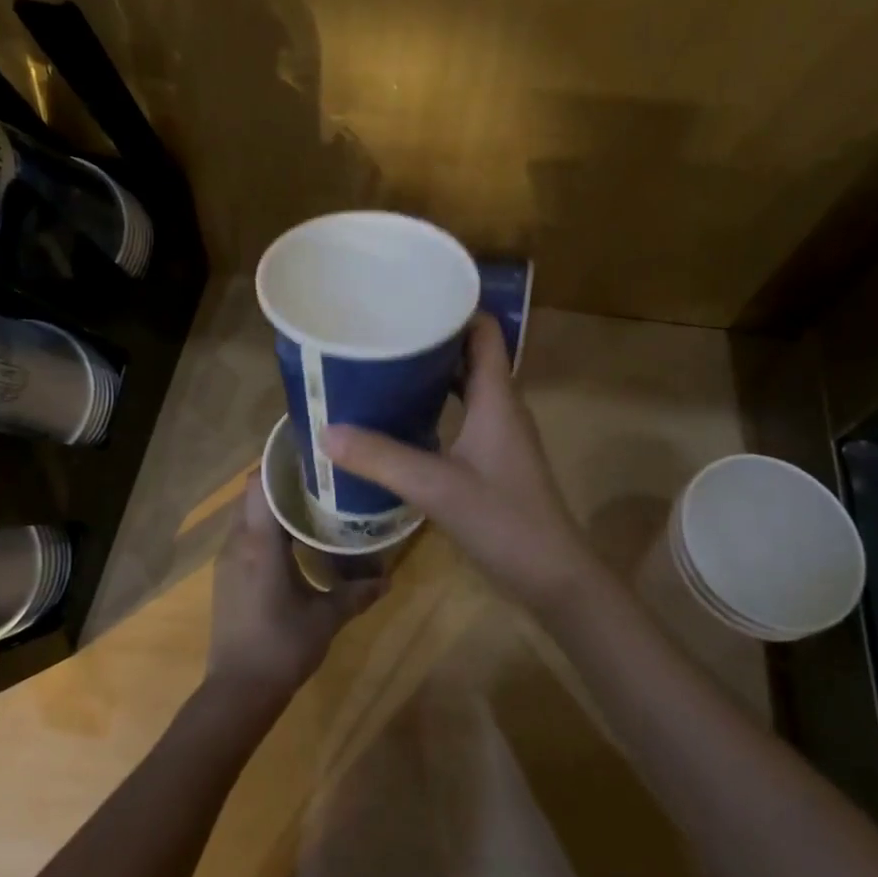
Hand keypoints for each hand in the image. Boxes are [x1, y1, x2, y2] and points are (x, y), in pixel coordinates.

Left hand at [205, 476, 386, 707]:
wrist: (238, 692)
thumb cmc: (282, 647)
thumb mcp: (326, 619)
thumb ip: (357, 594)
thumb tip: (388, 579)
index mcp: (260, 544)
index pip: (260, 484)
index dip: (280, 464)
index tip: (310, 455)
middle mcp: (238, 543)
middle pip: (253, 495)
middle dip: (282, 483)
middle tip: (319, 480)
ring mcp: (227, 560)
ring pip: (247, 515)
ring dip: (273, 506)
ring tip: (311, 505)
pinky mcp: (226, 576)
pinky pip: (244, 535)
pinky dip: (265, 528)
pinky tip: (293, 542)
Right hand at [322, 313, 604, 617]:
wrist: (552, 576)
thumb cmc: (504, 520)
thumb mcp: (437, 487)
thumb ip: (382, 459)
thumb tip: (325, 432)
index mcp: (497, 397)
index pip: (483, 331)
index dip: (453, 308)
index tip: (409, 300)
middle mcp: (501, 406)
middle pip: (469, 354)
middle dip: (429, 340)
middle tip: (382, 333)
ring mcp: (499, 434)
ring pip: (465, 387)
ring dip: (430, 375)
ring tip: (383, 367)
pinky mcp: (493, 459)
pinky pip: (462, 415)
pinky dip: (435, 408)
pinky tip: (401, 418)